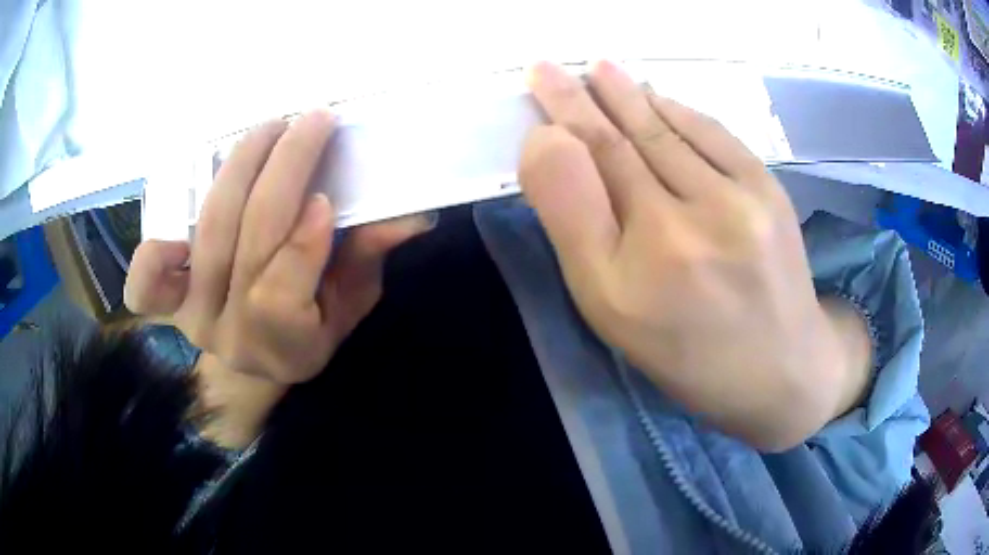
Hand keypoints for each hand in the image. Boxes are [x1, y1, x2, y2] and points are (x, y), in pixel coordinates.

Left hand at [125, 110, 431, 385]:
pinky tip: (183, 202)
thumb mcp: (349, 305)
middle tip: (309, 122)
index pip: (279, 295)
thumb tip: (408, 215)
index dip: (300, 243)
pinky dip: (155, 246)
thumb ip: (366, 260)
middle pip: (244, 242)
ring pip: (209, 232)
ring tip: (268, 130)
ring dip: (238, 169)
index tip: (324, 195)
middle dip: (280, 170)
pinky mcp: (168, 304)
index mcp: (284, 347)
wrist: (255, 359)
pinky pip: (147, 281)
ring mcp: (192, 317)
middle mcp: (229, 334)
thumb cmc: (308, 331)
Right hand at [520, 61, 860, 450]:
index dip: (561, 113)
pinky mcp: (771, 192)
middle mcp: (692, 220)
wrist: (779, 370)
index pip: (591, 162)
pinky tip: (659, 98)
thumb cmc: (686, 350)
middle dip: (586, 96)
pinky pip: (715, 135)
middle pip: (627, 138)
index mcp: (643, 261)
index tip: (540, 78)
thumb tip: (549, 144)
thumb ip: (576, 225)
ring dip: (631, 95)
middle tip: (558, 65)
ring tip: (603, 69)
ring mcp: (740, 199)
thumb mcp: (611, 309)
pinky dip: (680, 110)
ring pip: (669, 129)